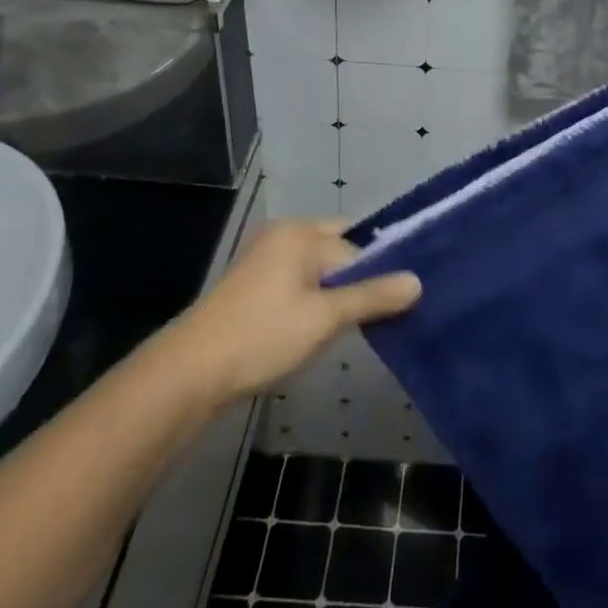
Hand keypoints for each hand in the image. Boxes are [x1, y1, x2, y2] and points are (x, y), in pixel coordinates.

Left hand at [167, 220, 420, 400]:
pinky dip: (315, 298)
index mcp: (301, 233)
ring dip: (336, 292)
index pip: (356, 245)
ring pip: (318, 267)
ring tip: (353, 325)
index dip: (378, 273)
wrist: (190, 374)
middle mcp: (284, 235)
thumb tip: (417, 281)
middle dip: (358, 278)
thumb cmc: (262, 336)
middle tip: (380, 312)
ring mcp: (265, 259)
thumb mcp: (325, 318)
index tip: (397, 303)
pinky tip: (320, 328)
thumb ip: (372, 296)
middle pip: (338, 248)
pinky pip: (299, 280)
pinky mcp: (253, 285)